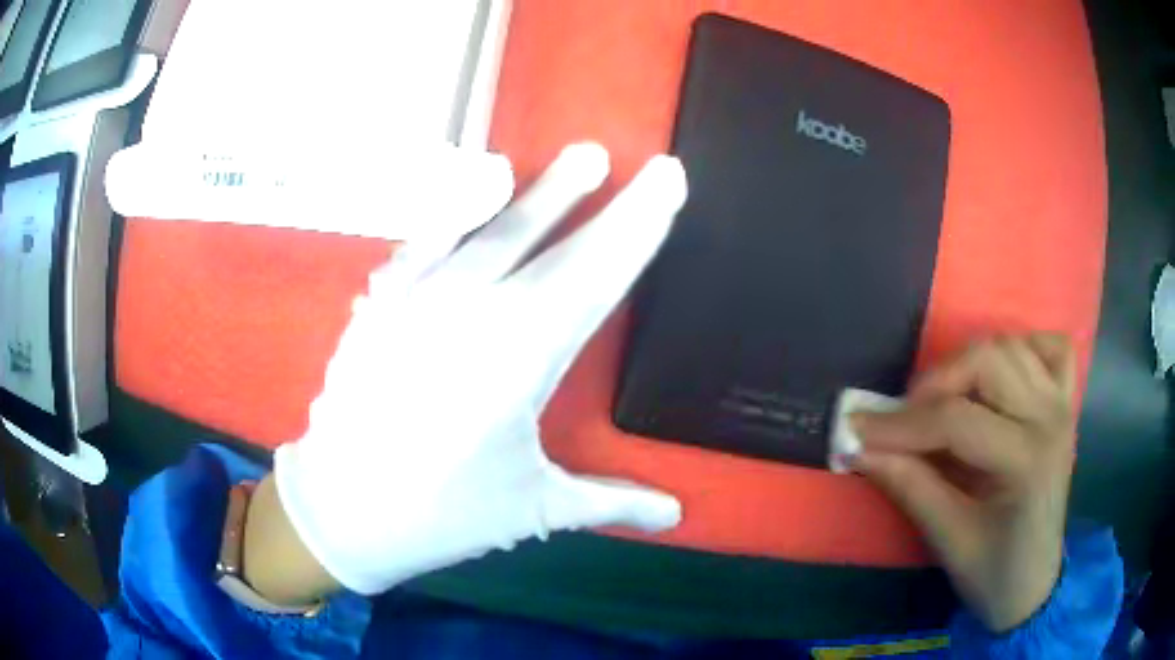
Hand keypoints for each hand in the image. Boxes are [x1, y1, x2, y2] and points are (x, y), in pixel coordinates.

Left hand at [271, 143, 685, 595]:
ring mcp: (417, 302)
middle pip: (548, 245)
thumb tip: (676, 514)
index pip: (596, 278)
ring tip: (573, 162)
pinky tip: (475, 193)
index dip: (637, 227)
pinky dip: (456, 215)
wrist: (341, 512)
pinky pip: (425, 244)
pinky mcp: (381, 305)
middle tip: (632, 159)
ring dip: (534, 194)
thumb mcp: (534, 509)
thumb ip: (610, 501)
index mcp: (519, 362)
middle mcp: (470, 317)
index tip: (667, 181)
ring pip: (486, 230)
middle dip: (598, 201)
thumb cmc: (442, 514)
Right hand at [853, 334, 1076, 632]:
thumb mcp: (947, 539)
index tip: (855, 428)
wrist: (1033, 584)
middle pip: (988, 360)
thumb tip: (858, 448)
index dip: (900, 424)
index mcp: (1027, 460)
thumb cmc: (992, 572)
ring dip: (967, 364)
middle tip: (902, 419)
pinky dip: (1022, 348)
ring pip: (1010, 346)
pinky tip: (1000, 377)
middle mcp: (1050, 417)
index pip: (957, 420)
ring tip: (941, 402)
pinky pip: (1050, 348)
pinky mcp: (1065, 401)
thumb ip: (908, 486)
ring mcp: (1061, 403)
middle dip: (935, 383)